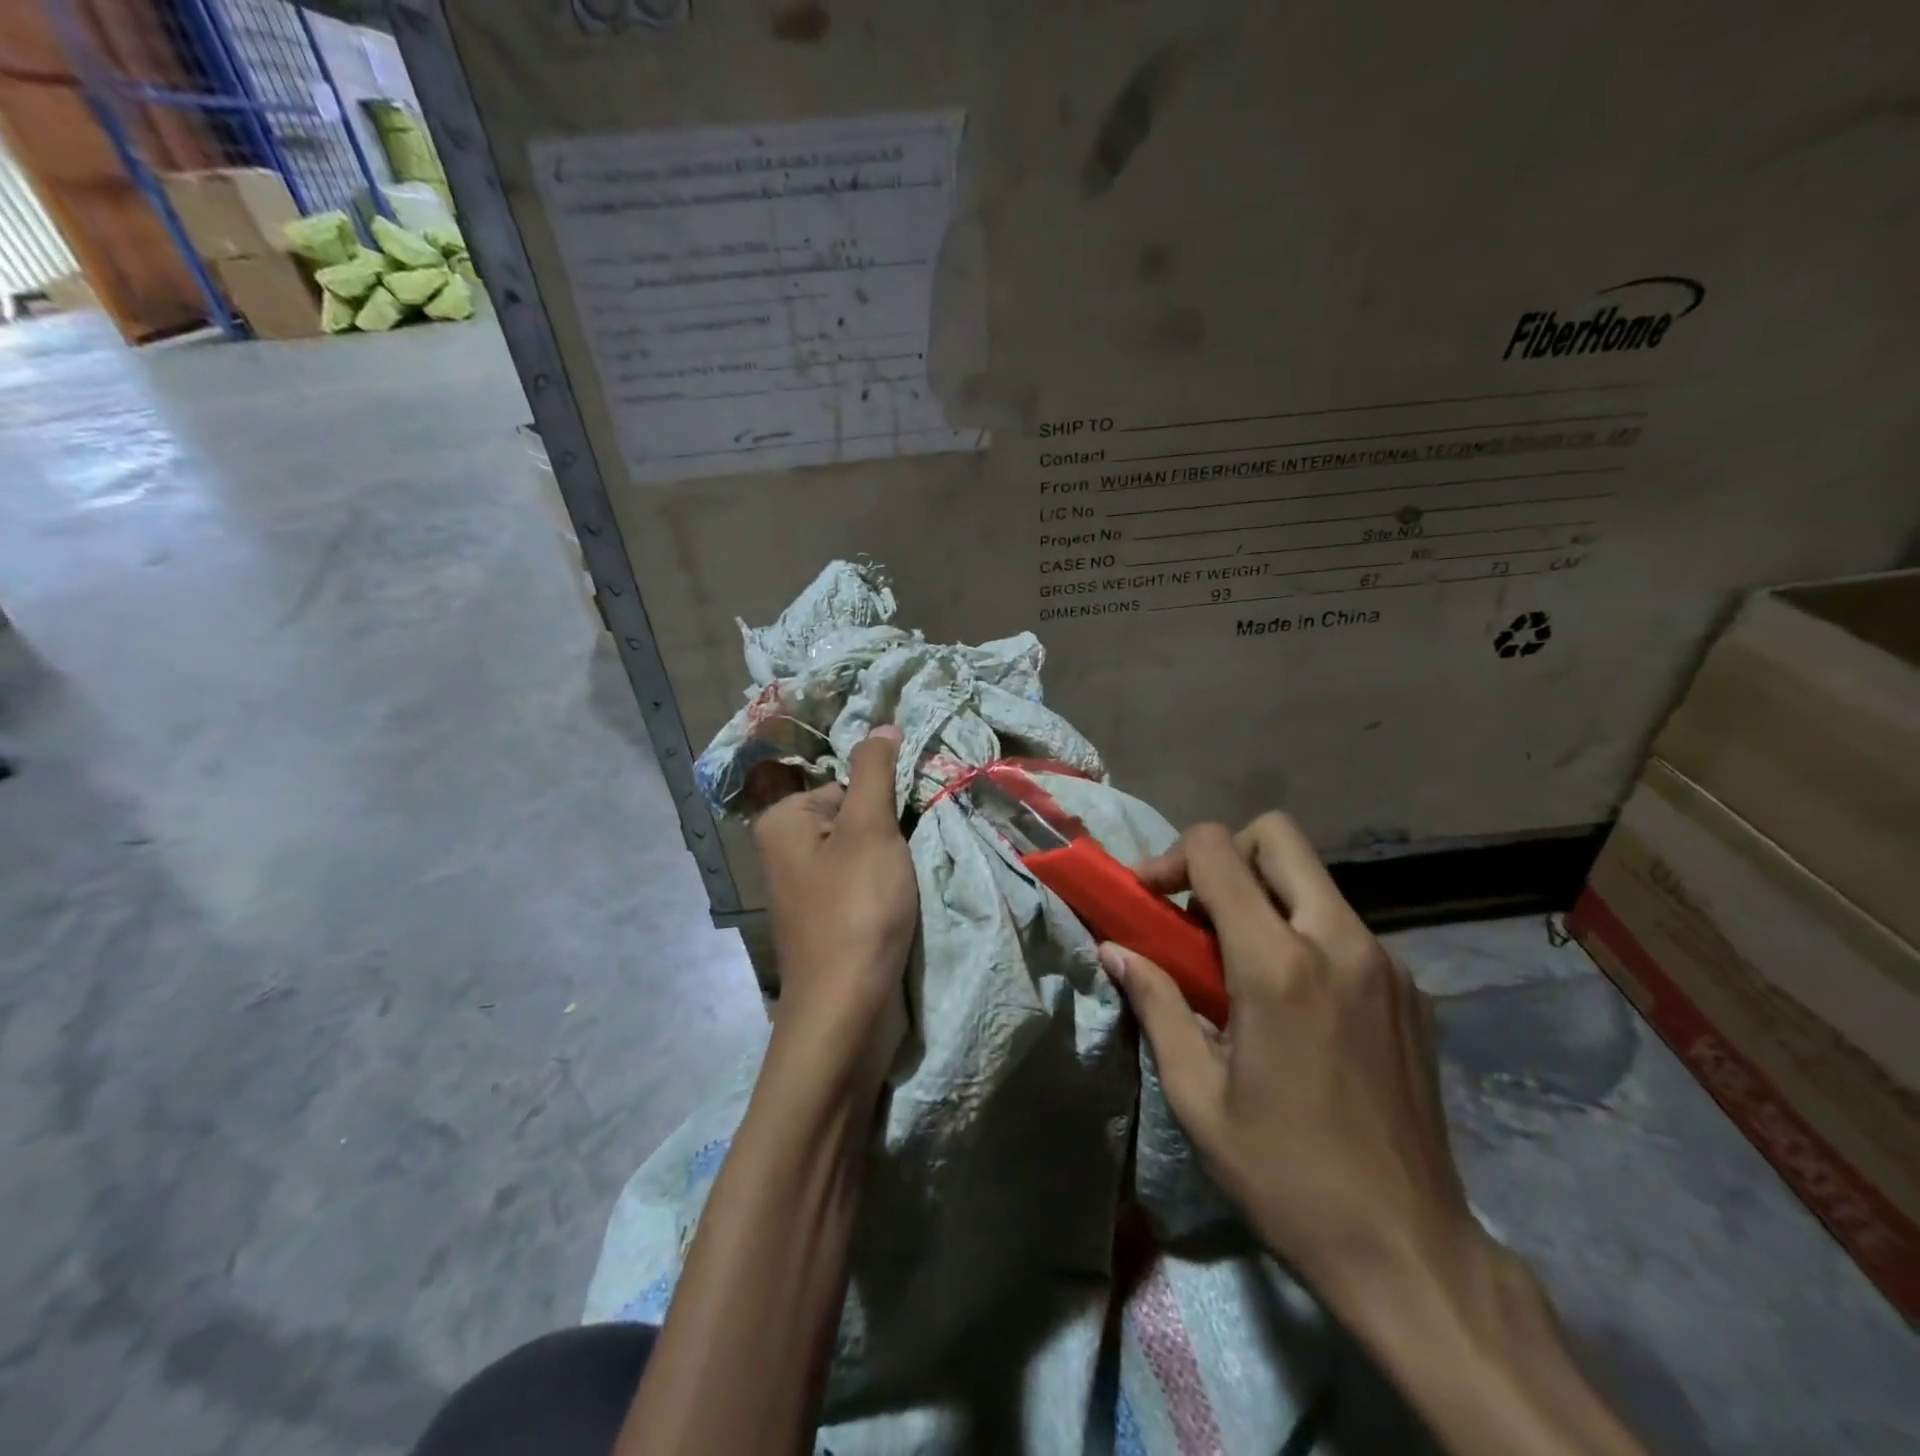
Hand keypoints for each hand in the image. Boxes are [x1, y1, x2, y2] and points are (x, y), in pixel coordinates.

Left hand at [752, 726, 917, 1087]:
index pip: (847, 783)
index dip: (884, 802)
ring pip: (864, 852)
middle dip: (891, 832)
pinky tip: (903, 904)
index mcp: (783, 820)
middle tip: (910, 856)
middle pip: (855, 816)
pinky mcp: (829, 919)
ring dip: (895, 861)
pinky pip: (863, 884)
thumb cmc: (856, 909)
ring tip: (909, 882)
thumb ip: (876, 770)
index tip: (905, 829)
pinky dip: (887, 888)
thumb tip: (883, 724)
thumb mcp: (869, 828)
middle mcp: (786, 849)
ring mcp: (807, 888)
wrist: (847, 1011)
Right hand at [1100, 813, 1488, 1310]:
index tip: (1147, 899)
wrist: (1410, 1252)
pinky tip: (1293, 1004)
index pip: (1218, 851)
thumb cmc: (1286, 1175)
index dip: (1170, 858)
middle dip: (1226, 855)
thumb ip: (1156, 1005)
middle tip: (1196, 912)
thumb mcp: (1198, 1096)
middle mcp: (1340, 943)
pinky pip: (1345, 927)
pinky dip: (1304, 934)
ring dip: (1265, 895)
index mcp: (1278, 965)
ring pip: (1313, 880)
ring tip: (1237, 963)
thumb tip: (1115, 950)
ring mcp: (1386, 964)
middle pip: (1278, 836)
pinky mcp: (1413, 992)